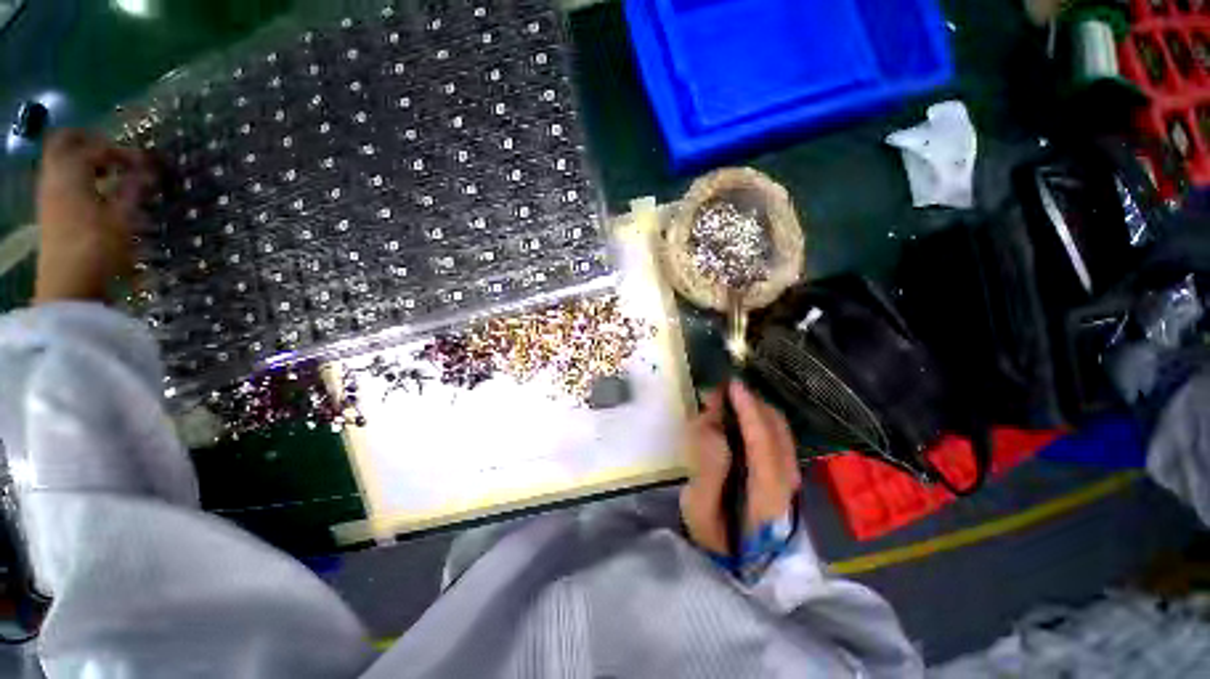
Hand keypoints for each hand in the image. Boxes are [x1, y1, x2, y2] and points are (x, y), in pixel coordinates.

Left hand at [34, 130, 152, 304]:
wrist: (70, 283)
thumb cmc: (98, 246)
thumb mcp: (124, 217)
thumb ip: (135, 188)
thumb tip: (150, 170)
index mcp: (72, 172)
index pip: (97, 147)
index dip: (123, 152)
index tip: (146, 164)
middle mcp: (55, 175)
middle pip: (65, 142)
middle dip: (90, 141)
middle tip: (115, 152)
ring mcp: (48, 193)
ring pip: (60, 159)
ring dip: (84, 159)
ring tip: (110, 172)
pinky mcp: (49, 209)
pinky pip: (60, 178)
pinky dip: (78, 175)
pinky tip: (96, 190)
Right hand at [680, 381, 801, 555]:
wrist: (746, 569)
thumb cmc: (717, 542)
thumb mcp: (700, 512)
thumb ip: (708, 470)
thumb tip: (714, 430)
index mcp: (768, 493)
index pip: (763, 440)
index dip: (748, 409)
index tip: (732, 385)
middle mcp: (787, 480)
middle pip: (777, 428)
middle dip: (750, 403)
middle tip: (719, 393)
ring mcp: (790, 477)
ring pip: (779, 430)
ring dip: (754, 409)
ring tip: (725, 403)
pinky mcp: (784, 475)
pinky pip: (775, 436)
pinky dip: (757, 420)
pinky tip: (737, 420)